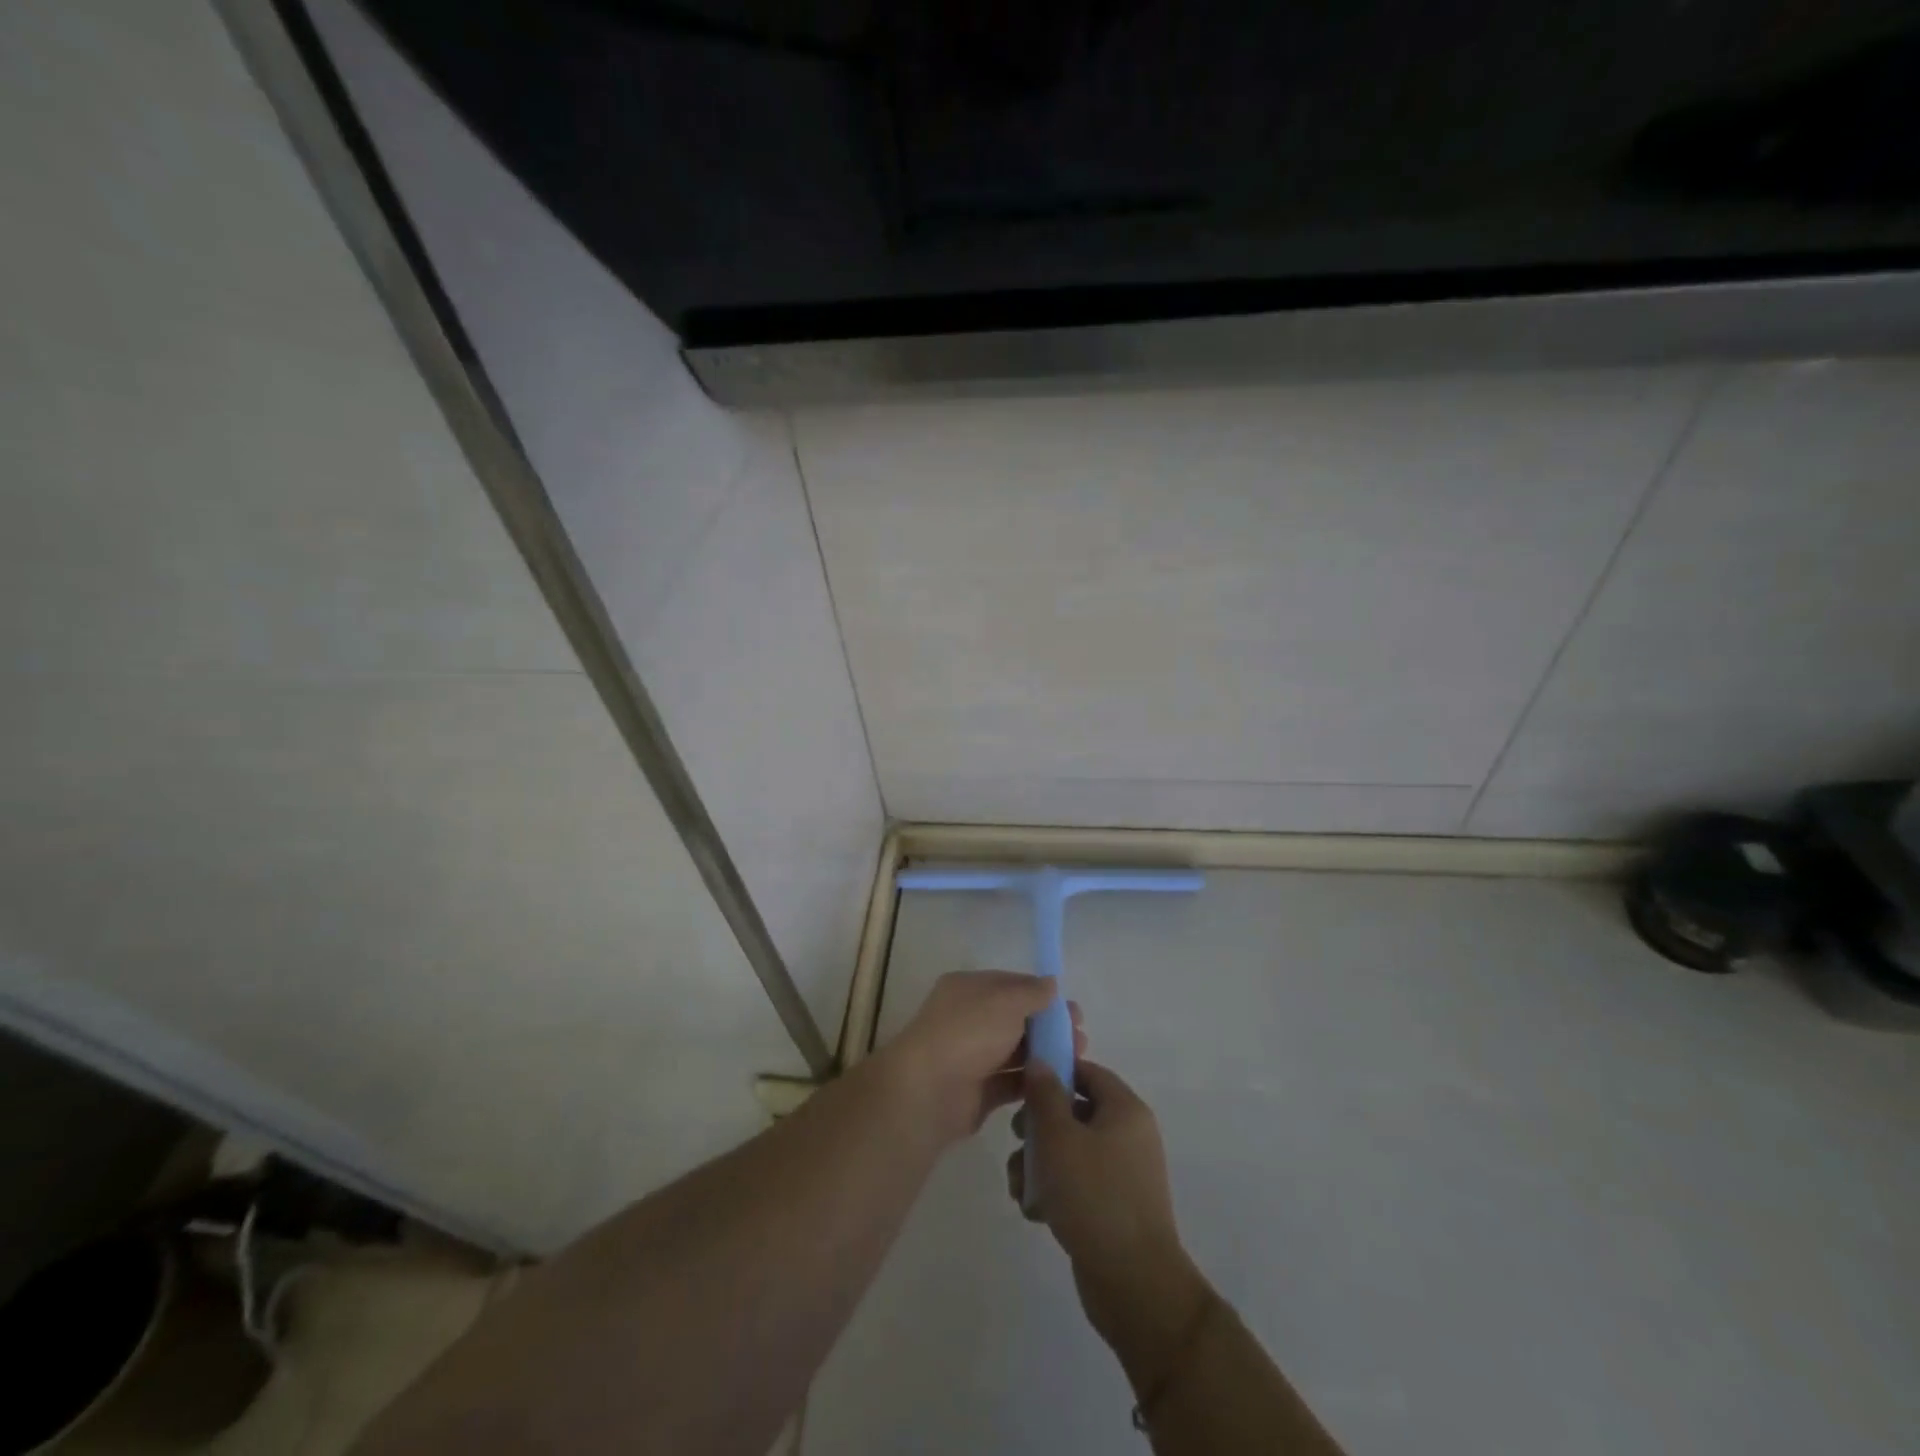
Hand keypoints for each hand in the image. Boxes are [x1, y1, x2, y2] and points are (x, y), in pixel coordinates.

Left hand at [878, 971, 1085, 1145]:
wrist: (929, 1090)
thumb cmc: (968, 1032)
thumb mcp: (1005, 1001)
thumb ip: (1032, 992)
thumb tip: (1051, 984)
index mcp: (967, 989)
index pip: (1010, 985)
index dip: (1041, 994)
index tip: (1071, 1008)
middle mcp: (968, 1019)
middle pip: (1016, 1019)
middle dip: (1048, 1026)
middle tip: (1081, 1037)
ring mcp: (972, 1056)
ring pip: (1016, 1051)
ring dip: (1046, 1053)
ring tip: (1079, 1059)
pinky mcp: (978, 1091)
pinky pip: (1011, 1081)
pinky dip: (1033, 1081)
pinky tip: (1060, 1082)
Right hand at [1010, 1061, 1205, 1353]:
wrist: (1134, 1285)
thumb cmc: (1094, 1197)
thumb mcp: (1059, 1138)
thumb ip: (1045, 1095)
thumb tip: (1040, 1062)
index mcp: (1125, 1110)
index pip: (1087, 1072)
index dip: (1054, 1072)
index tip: (1021, 1087)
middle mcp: (1129, 1135)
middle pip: (1074, 1112)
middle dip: (1039, 1127)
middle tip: (1017, 1140)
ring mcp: (1123, 1174)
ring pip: (1070, 1150)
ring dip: (1039, 1164)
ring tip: (1020, 1188)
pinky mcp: (1113, 1207)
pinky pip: (1078, 1183)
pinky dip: (1054, 1191)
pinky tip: (1035, 1211)